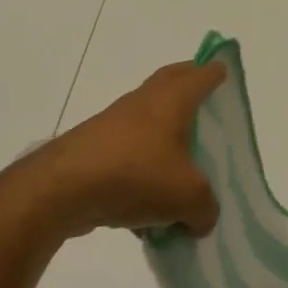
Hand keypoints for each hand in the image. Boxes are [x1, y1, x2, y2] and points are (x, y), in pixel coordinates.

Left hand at [12, 60, 224, 240]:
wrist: (62, 188)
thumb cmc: (135, 175)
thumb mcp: (188, 197)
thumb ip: (206, 208)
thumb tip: (201, 217)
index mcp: (171, 100)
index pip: (201, 75)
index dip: (215, 72)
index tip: (224, 71)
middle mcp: (143, 103)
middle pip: (171, 84)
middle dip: (188, 88)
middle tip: (206, 102)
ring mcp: (115, 125)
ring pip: (149, 124)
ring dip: (165, 139)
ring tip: (184, 170)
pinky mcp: (95, 150)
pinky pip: (129, 158)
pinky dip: (143, 174)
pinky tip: (149, 216)